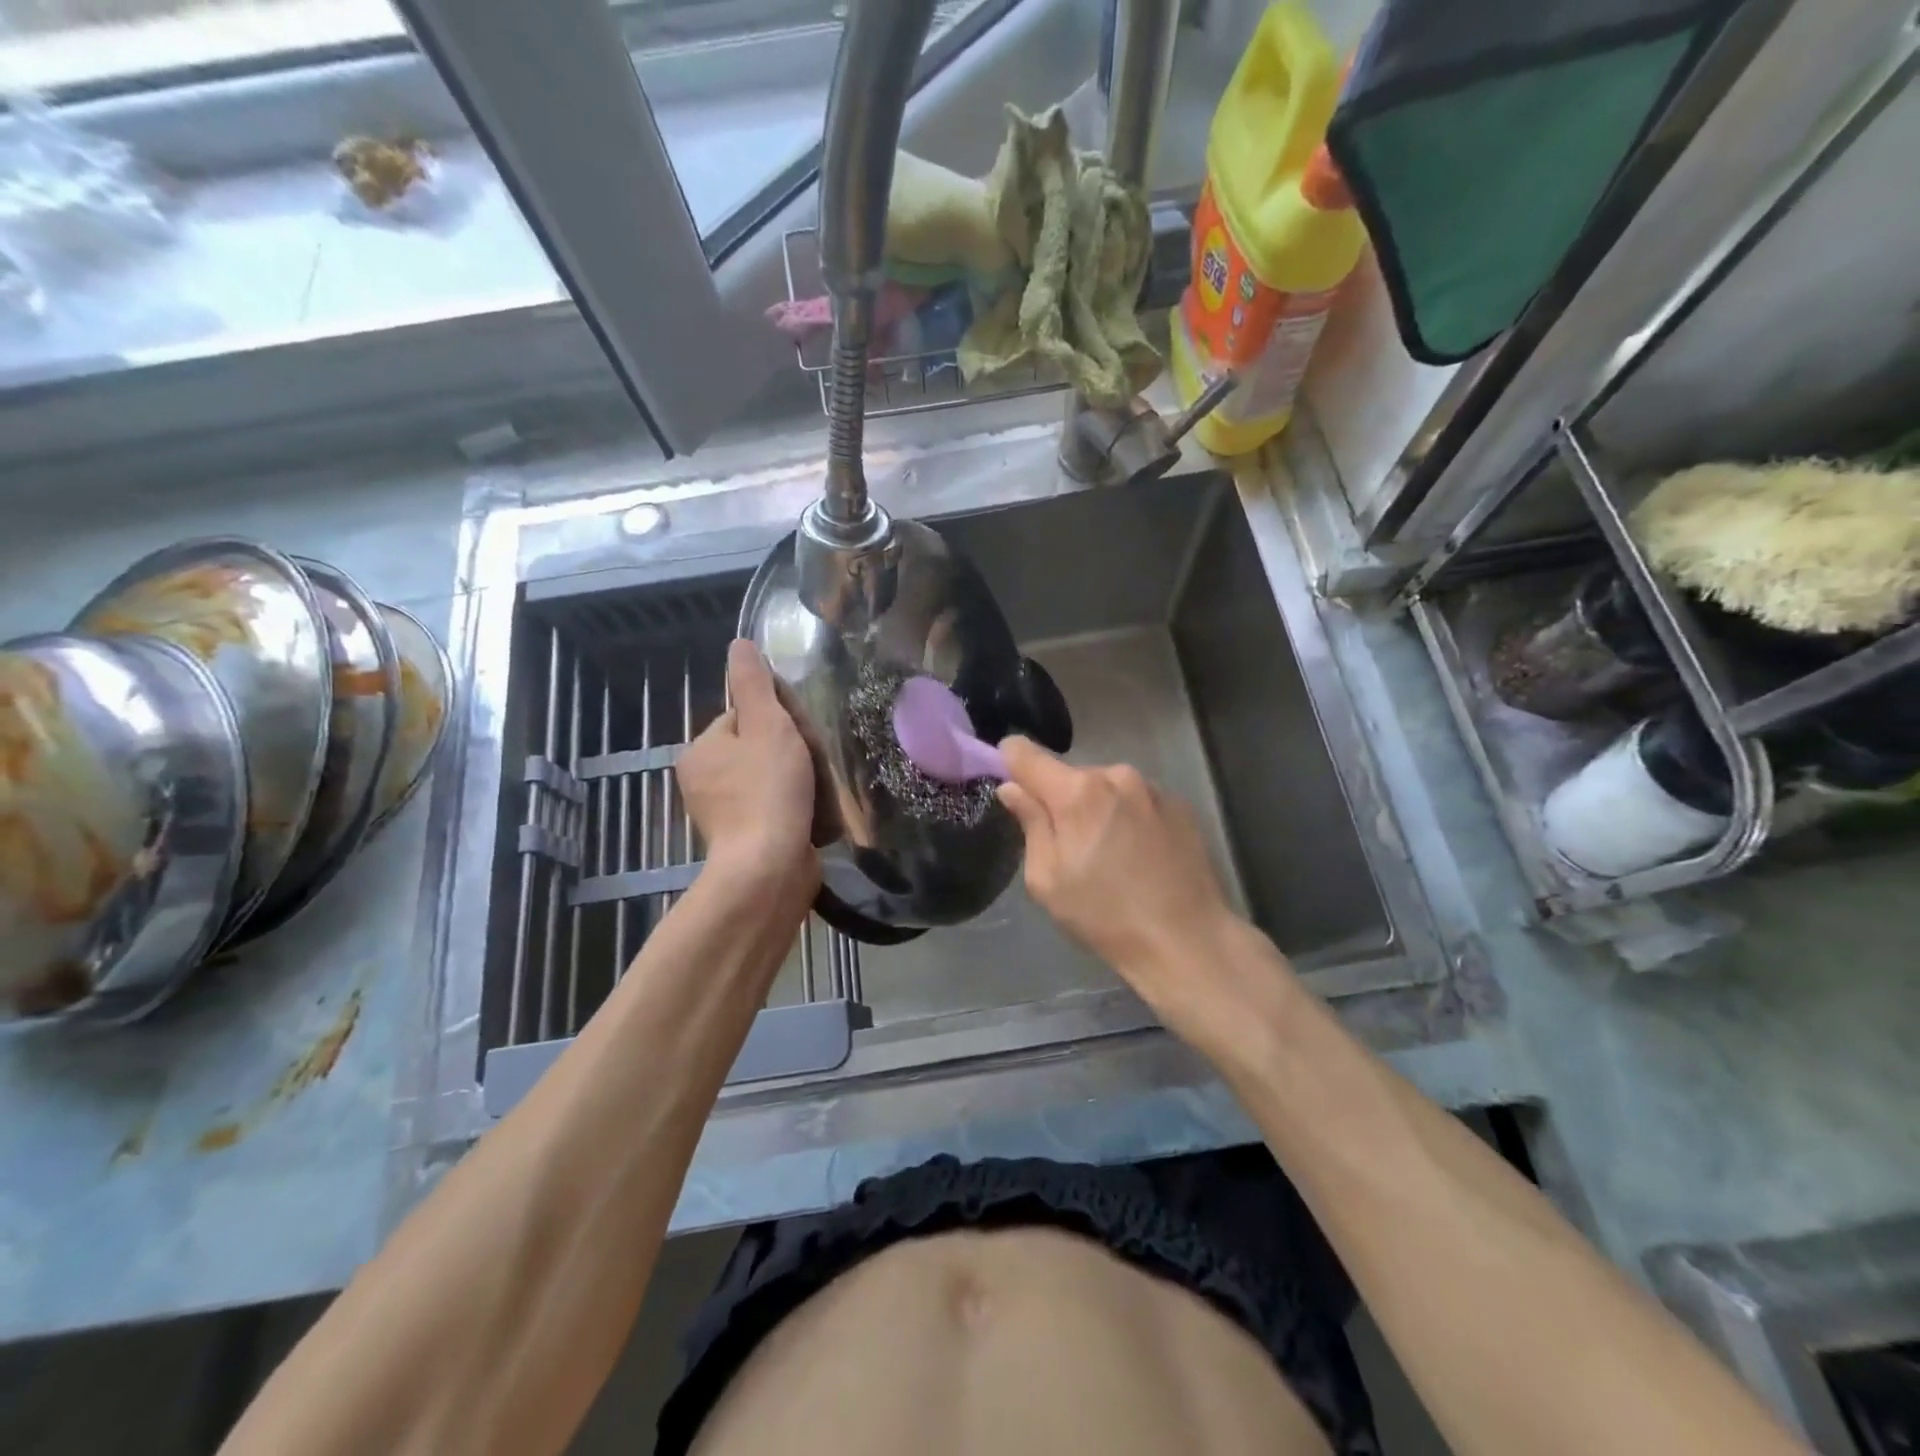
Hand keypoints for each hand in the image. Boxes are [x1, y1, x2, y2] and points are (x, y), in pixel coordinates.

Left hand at [680, 641, 819, 899]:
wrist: (769, 868)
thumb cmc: (768, 790)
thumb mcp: (767, 725)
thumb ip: (754, 684)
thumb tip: (739, 645)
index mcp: (701, 751)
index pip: (743, 717)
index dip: (777, 721)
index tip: (798, 736)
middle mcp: (703, 781)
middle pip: (757, 749)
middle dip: (788, 753)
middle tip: (812, 766)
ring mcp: (722, 815)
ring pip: (767, 780)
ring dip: (794, 782)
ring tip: (817, 793)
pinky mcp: (742, 841)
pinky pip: (771, 810)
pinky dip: (791, 809)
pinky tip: (810, 816)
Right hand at [997, 738, 1270, 1037]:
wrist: (1188, 940)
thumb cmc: (1105, 916)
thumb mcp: (1048, 880)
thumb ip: (1030, 824)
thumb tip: (1013, 788)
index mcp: (1077, 791)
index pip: (1024, 752)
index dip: (1010, 764)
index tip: (1012, 789)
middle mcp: (1116, 775)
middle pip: (1069, 775)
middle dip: (1061, 800)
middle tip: (1069, 848)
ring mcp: (1153, 788)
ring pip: (1105, 788)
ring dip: (1097, 809)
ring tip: (1110, 856)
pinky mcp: (1180, 805)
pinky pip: (1137, 800)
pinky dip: (1128, 818)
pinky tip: (1140, 857)